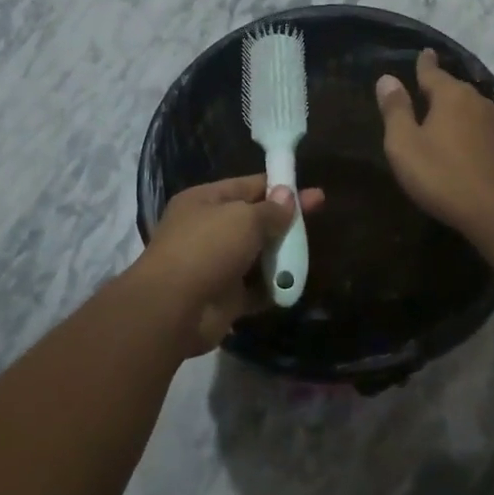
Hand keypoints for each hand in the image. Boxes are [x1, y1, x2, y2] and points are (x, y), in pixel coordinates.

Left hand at [137, 174, 325, 353]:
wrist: (173, 308)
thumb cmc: (207, 248)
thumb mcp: (244, 218)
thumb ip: (271, 209)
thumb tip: (288, 196)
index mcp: (205, 201)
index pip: (248, 186)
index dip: (279, 186)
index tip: (309, 190)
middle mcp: (208, 230)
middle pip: (254, 220)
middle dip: (284, 220)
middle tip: (319, 215)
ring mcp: (215, 265)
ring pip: (257, 255)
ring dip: (281, 255)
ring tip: (309, 252)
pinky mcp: (224, 298)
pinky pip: (256, 289)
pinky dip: (273, 288)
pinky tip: (295, 283)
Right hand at [375, 49, 493, 234]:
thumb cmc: (442, 174)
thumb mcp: (405, 144)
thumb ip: (395, 110)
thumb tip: (387, 78)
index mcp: (450, 94)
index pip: (432, 71)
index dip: (424, 63)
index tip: (424, 52)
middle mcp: (476, 100)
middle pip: (452, 88)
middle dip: (438, 87)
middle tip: (422, 88)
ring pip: (468, 106)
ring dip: (453, 108)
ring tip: (440, 112)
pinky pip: (478, 125)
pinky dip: (466, 125)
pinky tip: (461, 136)